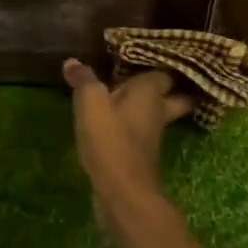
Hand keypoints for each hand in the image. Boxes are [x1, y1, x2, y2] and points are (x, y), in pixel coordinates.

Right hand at [63, 60, 194, 214]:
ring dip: (149, 109)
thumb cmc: (110, 138)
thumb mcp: (91, 103)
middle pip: (174, 96)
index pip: (164, 72)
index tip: (149, 56)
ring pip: (158, 115)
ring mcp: (153, 136)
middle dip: (169, 89)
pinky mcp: (142, 155)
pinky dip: (134, 126)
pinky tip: (117, 124)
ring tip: (129, 98)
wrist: (122, 191)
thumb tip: (73, 61)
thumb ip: (84, 80)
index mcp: (151, 92)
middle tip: (154, 79)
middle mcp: (158, 111)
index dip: (159, 64)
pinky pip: (141, 132)